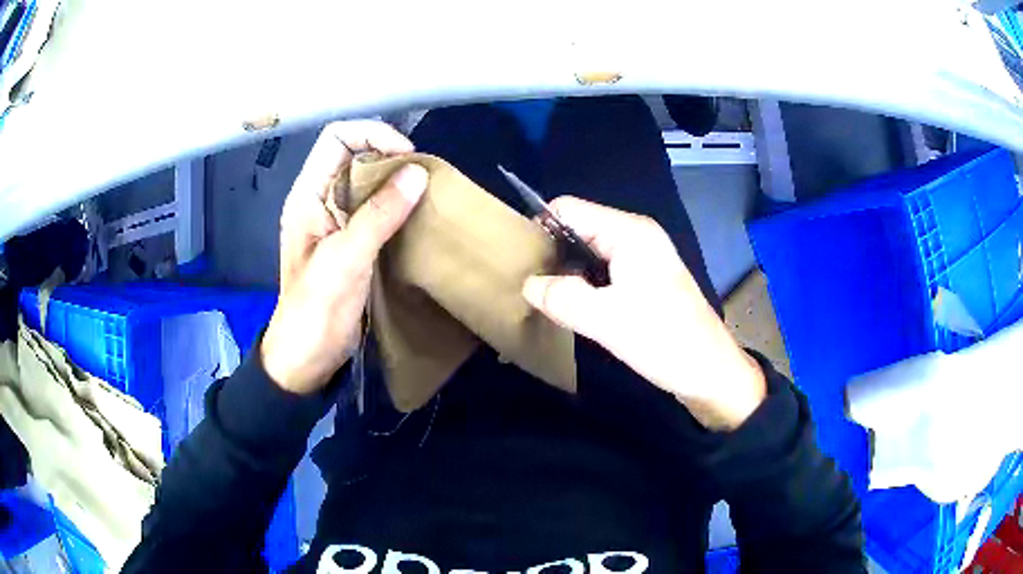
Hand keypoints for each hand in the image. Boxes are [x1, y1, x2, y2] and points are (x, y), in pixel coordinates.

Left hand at [261, 121, 427, 393]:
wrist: (307, 358)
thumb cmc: (316, 309)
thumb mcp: (345, 259)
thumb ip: (378, 214)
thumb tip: (417, 172)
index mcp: (307, 194)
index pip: (337, 138)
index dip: (372, 134)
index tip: (406, 157)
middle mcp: (321, 199)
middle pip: (355, 155)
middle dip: (390, 157)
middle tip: (422, 178)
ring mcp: (336, 221)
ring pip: (368, 181)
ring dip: (397, 182)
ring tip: (425, 195)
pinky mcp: (352, 241)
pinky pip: (376, 209)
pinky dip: (398, 205)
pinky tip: (416, 217)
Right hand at [522, 197, 765, 430]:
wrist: (710, 372)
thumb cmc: (663, 340)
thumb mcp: (605, 320)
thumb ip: (561, 297)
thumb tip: (528, 285)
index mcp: (629, 232)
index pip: (569, 209)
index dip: (540, 228)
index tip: (520, 261)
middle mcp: (636, 236)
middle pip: (579, 229)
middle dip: (552, 252)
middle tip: (528, 285)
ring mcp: (644, 259)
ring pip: (591, 253)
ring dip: (568, 272)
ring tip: (545, 298)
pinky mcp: (647, 281)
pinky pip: (605, 272)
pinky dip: (586, 285)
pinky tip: (573, 308)